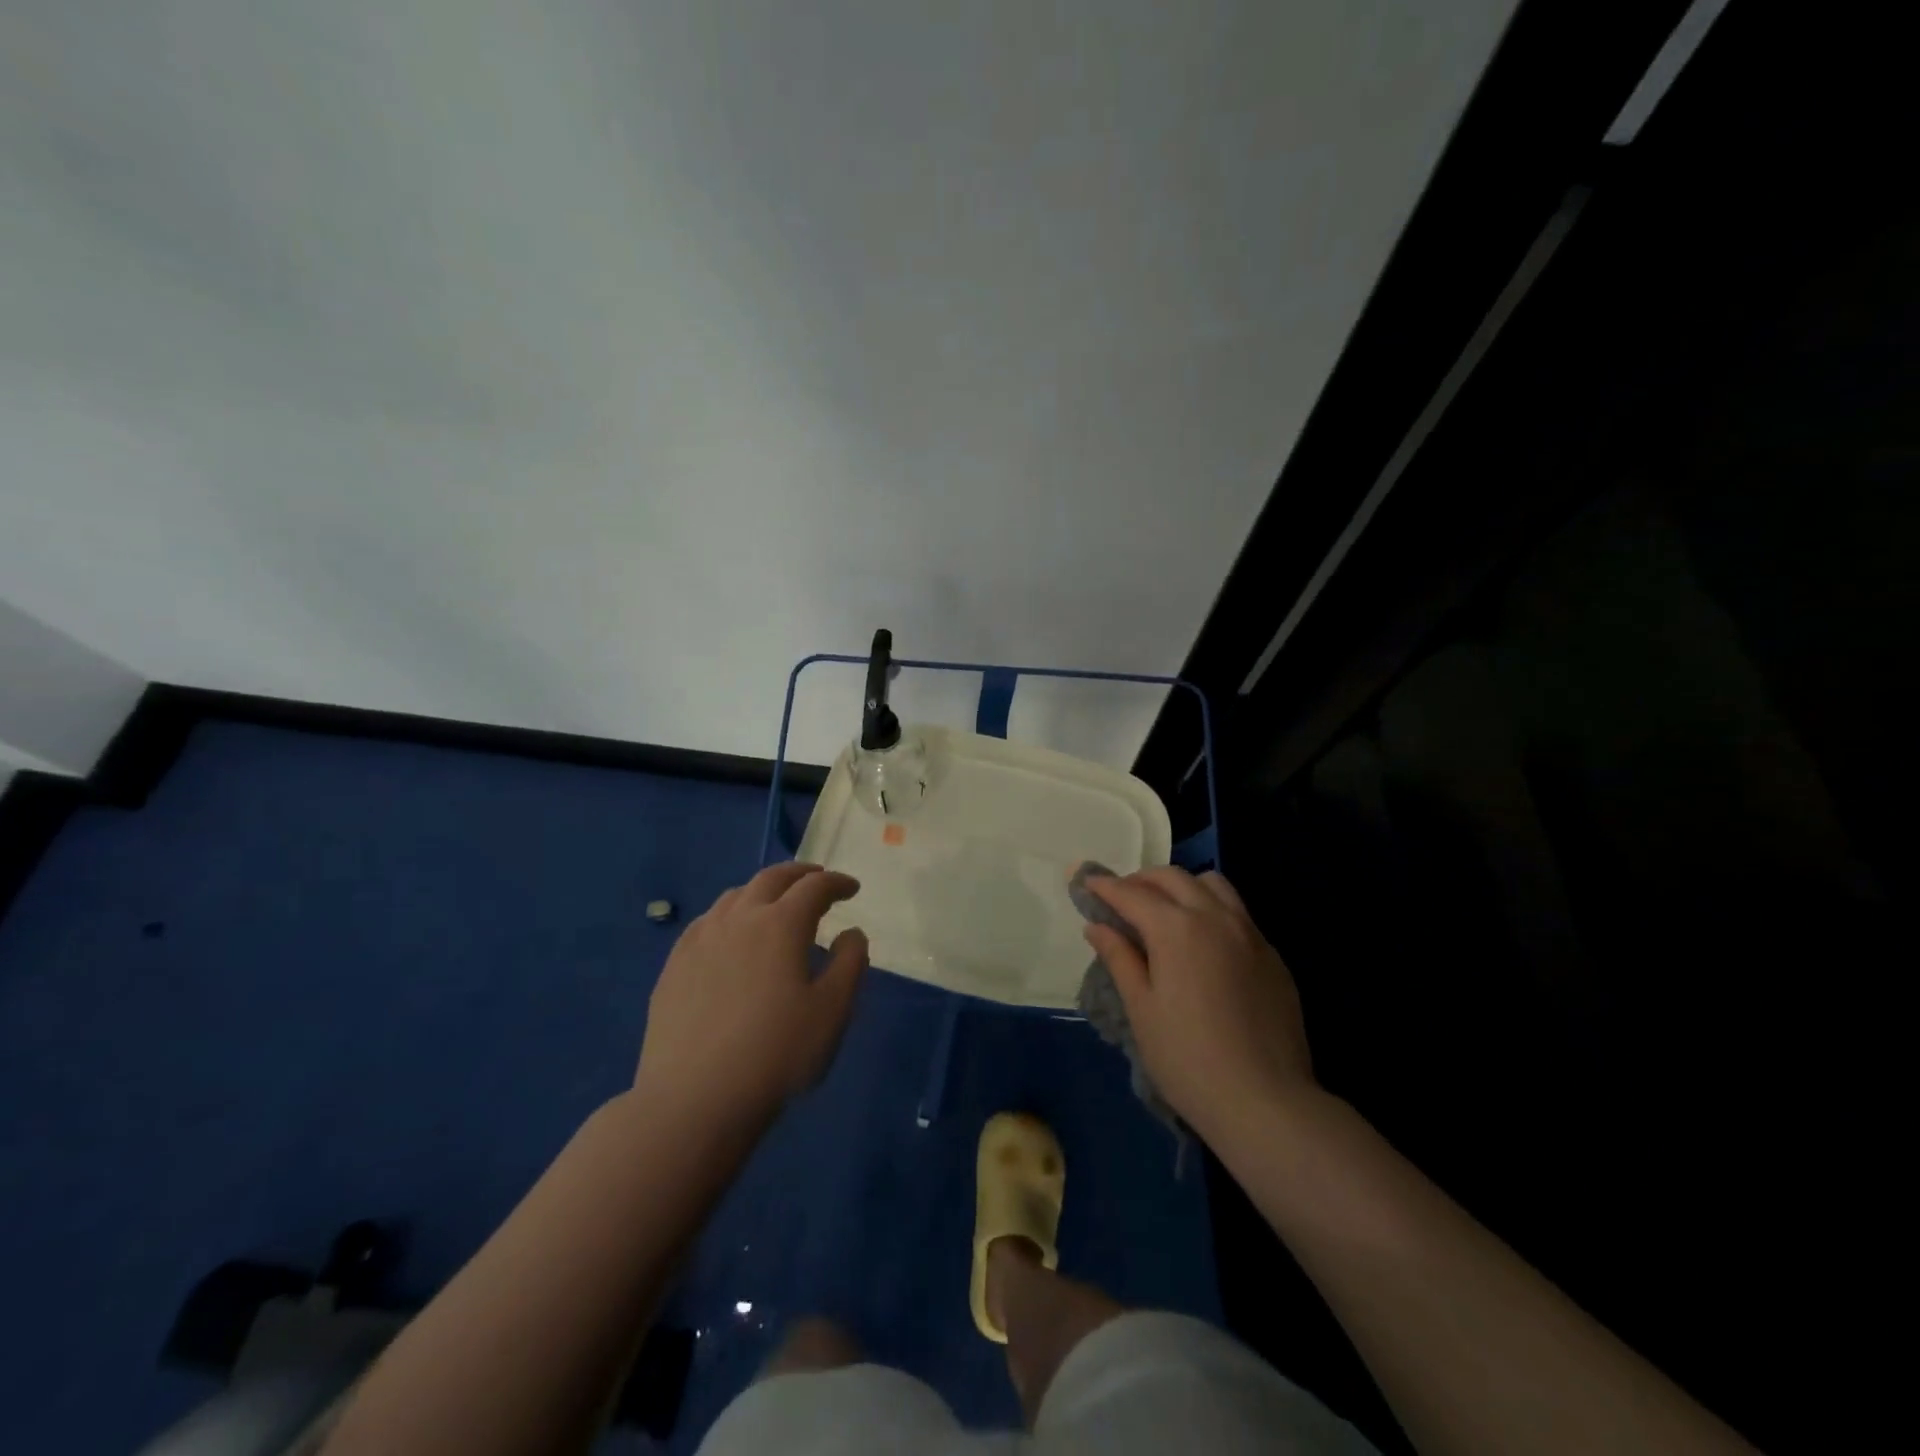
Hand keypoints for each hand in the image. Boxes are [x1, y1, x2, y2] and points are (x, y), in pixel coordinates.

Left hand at [634, 863, 867, 1128]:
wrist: (694, 1100)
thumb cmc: (776, 1054)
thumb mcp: (833, 1012)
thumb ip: (850, 963)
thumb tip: (851, 932)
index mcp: (781, 924)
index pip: (814, 887)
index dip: (837, 883)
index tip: (852, 889)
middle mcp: (739, 918)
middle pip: (772, 878)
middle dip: (800, 874)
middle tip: (818, 881)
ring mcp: (701, 939)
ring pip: (735, 895)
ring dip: (764, 891)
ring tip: (777, 905)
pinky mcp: (675, 964)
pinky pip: (707, 921)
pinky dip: (731, 914)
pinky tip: (732, 936)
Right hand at [1083, 867, 1314, 1142]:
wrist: (1265, 1102)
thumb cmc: (1187, 1058)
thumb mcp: (1141, 1009)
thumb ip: (1119, 958)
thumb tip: (1097, 926)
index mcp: (1176, 928)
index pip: (1131, 893)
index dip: (1104, 886)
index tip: (1085, 881)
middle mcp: (1215, 917)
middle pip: (1172, 878)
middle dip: (1141, 880)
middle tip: (1120, 899)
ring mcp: (1250, 933)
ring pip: (1212, 884)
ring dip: (1181, 886)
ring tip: (1165, 911)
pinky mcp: (1272, 955)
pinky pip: (1237, 912)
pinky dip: (1211, 909)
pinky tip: (1203, 943)